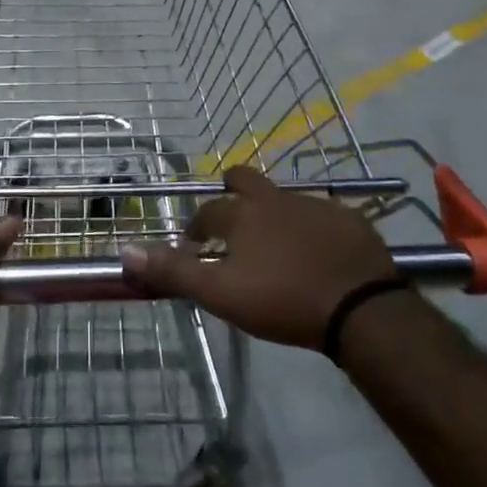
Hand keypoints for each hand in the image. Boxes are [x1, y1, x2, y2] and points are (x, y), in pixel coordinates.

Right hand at [120, 166, 397, 348]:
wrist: (360, 307)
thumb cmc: (283, 300)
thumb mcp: (221, 293)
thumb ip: (174, 271)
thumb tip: (125, 251)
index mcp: (242, 214)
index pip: (207, 210)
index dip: (197, 226)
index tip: (195, 246)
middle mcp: (274, 199)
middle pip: (244, 179)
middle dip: (232, 192)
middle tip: (232, 223)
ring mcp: (314, 205)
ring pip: (283, 198)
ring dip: (272, 214)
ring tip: (276, 248)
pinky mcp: (348, 219)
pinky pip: (322, 215)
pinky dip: (312, 229)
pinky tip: (318, 255)